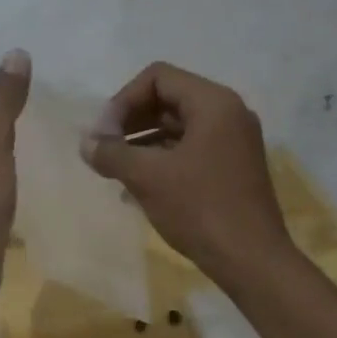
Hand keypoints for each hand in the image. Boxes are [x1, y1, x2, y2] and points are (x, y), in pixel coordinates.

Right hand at [80, 61, 293, 287]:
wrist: (251, 260)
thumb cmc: (200, 209)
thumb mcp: (148, 177)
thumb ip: (112, 153)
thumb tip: (85, 142)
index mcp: (213, 103)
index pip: (157, 78)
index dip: (122, 101)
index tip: (103, 135)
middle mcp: (228, 114)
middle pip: (168, 99)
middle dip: (130, 121)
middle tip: (104, 150)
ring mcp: (233, 142)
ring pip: (177, 127)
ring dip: (141, 143)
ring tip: (114, 170)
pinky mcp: (232, 168)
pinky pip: (190, 150)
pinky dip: (161, 160)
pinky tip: (135, 188)